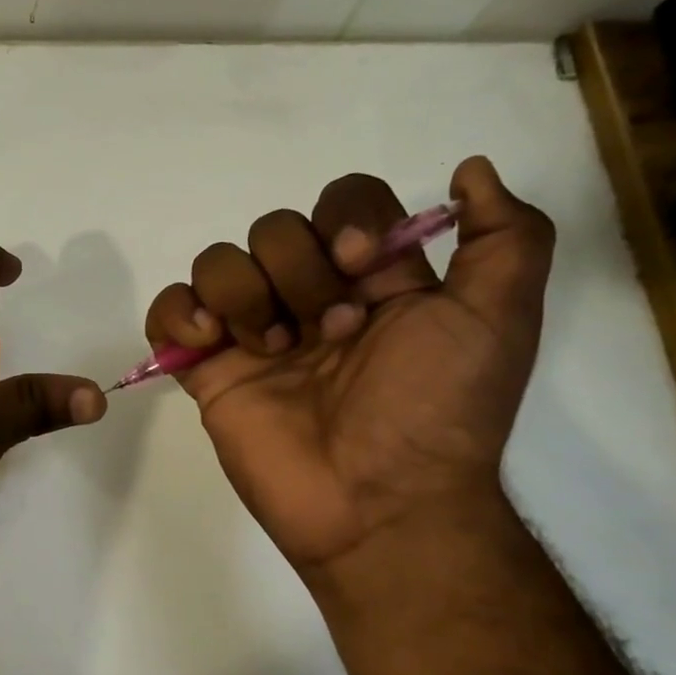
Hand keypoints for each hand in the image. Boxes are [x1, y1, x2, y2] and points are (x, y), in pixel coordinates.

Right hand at [146, 157, 553, 571]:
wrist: (378, 504)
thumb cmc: (437, 410)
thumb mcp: (499, 320)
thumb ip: (507, 237)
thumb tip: (470, 169)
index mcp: (372, 280)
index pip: (342, 201)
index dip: (345, 219)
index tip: (362, 266)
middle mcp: (308, 297)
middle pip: (273, 227)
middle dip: (299, 273)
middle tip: (330, 333)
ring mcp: (251, 332)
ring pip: (217, 261)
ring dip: (244, 296)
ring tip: (271, 351)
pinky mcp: (207, 368)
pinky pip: (168, 309)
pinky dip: (178, 314)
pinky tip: (209, 343)